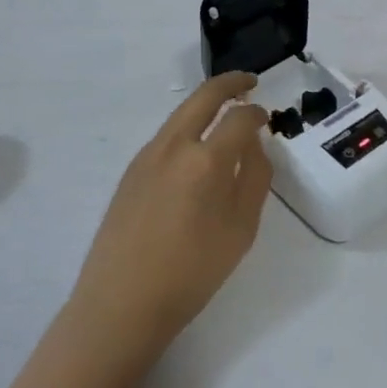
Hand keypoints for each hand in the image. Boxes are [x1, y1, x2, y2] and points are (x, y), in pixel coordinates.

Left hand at [66, 73, 272, 355]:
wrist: (120, 305)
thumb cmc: (191, 273)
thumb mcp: (241, 230)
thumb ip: (255, 179)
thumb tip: (254, 144)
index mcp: (206, 160)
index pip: (239, 117)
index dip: (257, 113)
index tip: (266, 117)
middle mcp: (175, 145)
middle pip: (204, 96)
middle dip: (229, 83)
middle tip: (248, 82)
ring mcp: (147, 155)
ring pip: (181, 113)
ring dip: (206, 104)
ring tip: (224, 112)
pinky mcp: (130, 171)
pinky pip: (166, 136)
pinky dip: (187, 128)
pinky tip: (194, 151)